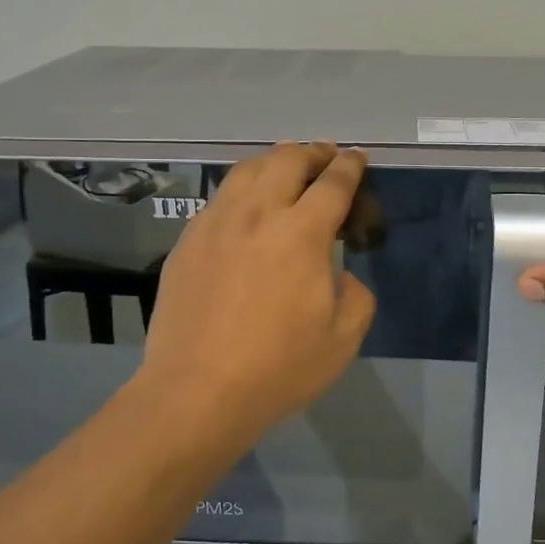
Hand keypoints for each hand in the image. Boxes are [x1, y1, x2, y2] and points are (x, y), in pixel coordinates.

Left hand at [139, 142, 375, 440]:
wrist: (196, 391)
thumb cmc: (277, 368)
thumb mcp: (343, 340)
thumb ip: (355, 296)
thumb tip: (340, 276)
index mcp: (302, 234)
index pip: (333, 183)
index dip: (350, 166)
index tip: (357, 158)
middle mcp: (258, 215)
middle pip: (287, 159)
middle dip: (314, 152)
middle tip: (326, 158)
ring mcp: (216, 224)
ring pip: (246, 169)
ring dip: (274, 162)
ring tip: (286, 171)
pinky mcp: (187, 241)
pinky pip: (219, 198)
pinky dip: (242, 190)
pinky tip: (246, 208)